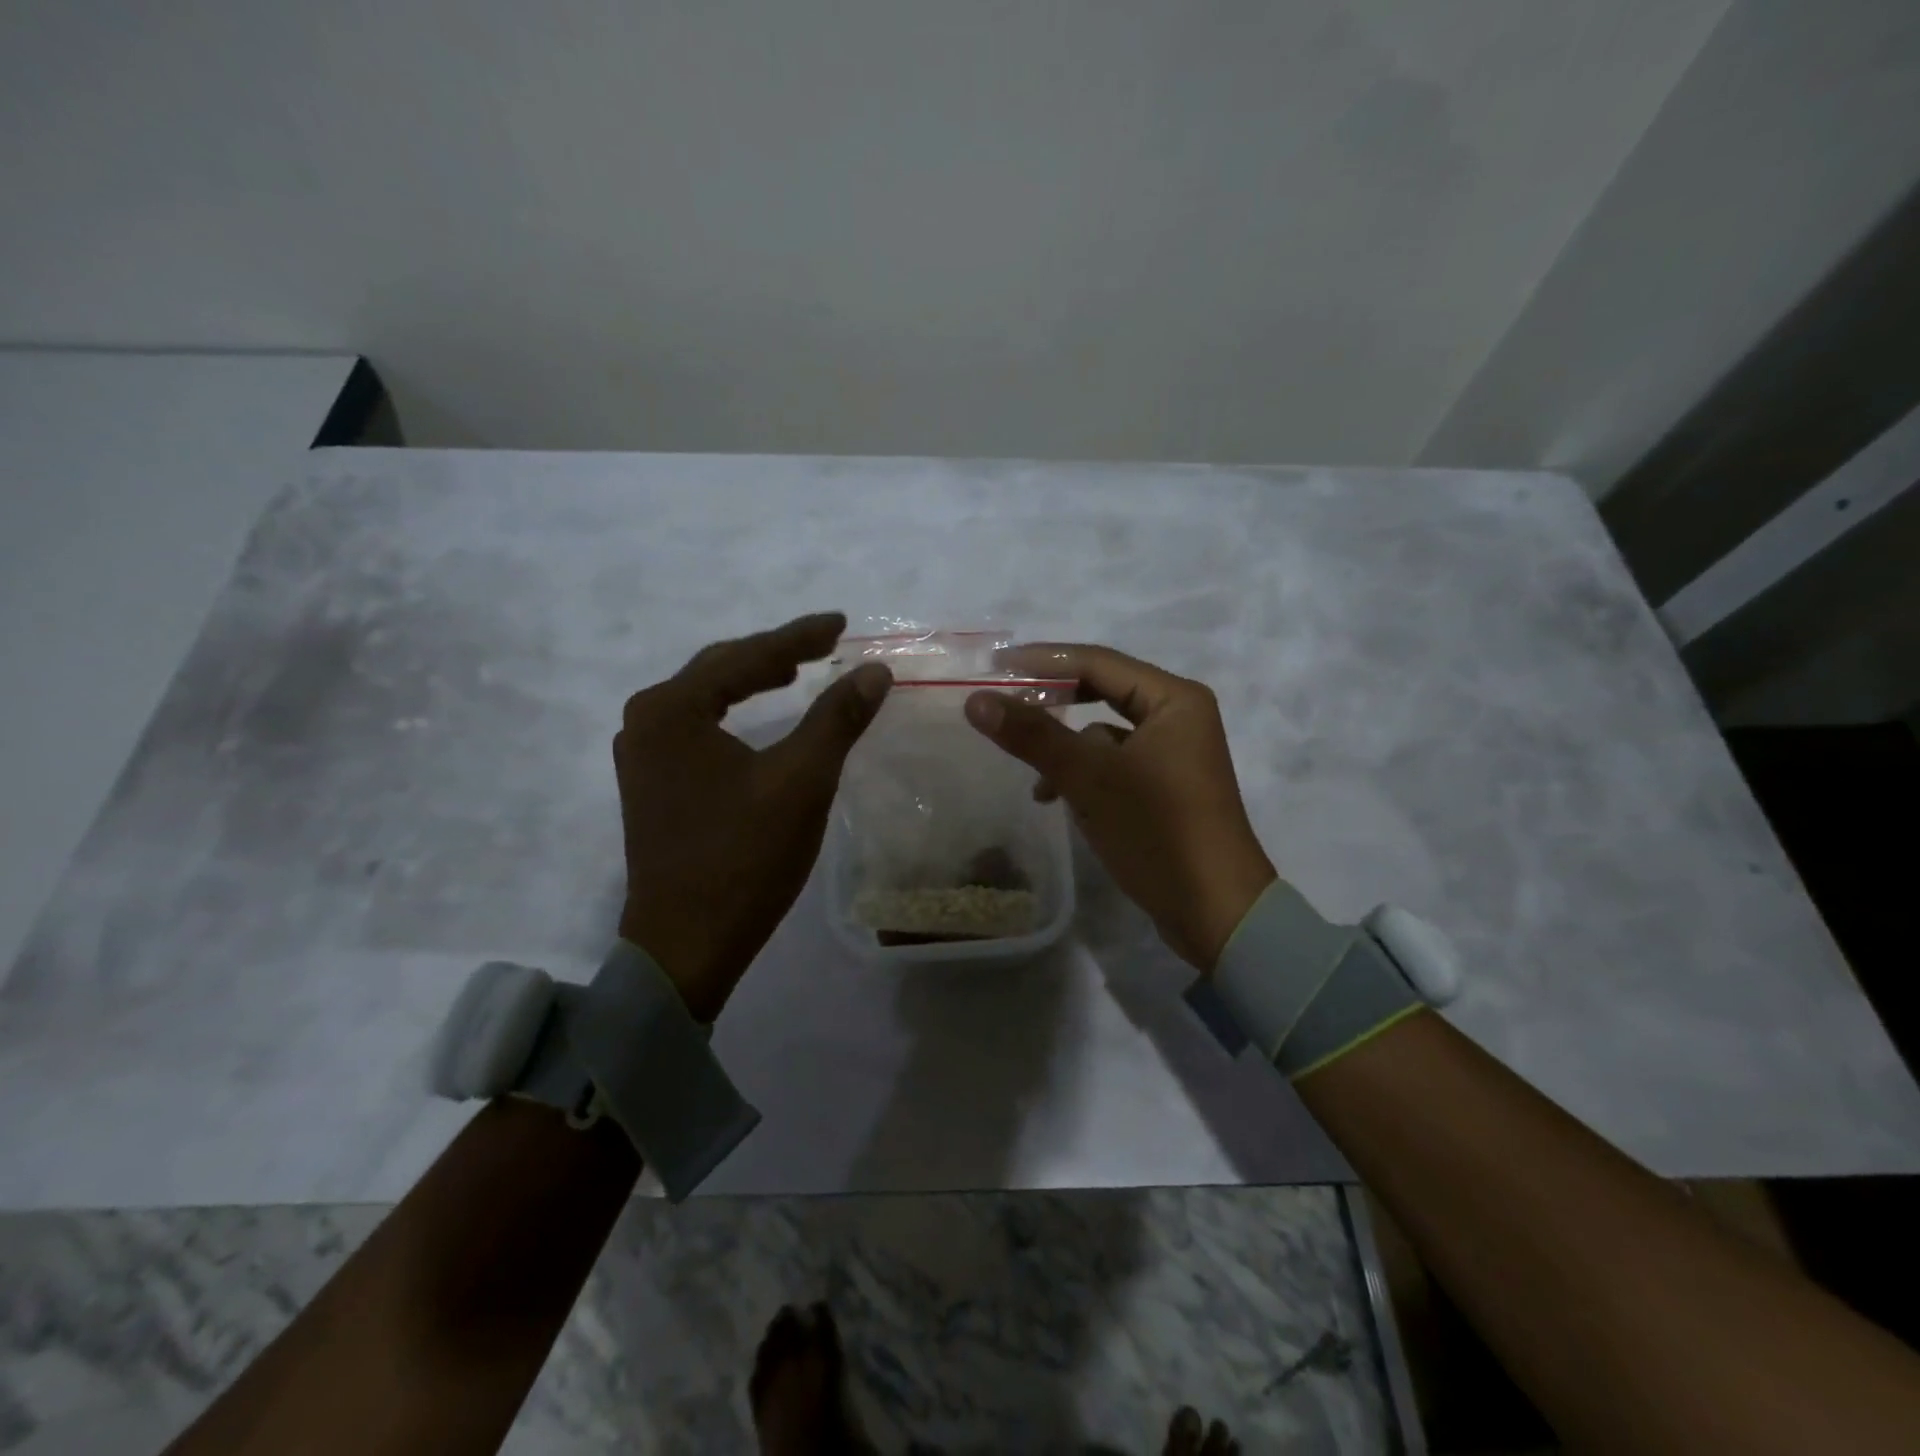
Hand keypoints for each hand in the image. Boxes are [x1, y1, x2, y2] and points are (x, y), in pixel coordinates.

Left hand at [615, 613, 891, 1020]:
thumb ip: (837, 718)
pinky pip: (699, 728)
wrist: (685, 945)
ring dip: (752, 682)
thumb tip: (874, 670)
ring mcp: (643, 756)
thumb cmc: (743, 859)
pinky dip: (735, 714)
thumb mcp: (801, 781)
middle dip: (774, 654)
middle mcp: (646, 721)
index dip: (798, 636)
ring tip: (796, 671)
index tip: (841, 622)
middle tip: (825, 642)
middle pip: (719, 671)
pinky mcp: (653, 785)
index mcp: (672, 710)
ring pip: (707, 700)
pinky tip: (761, 720)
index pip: (746, 657)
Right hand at [963, 645, 1275, 970]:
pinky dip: (1085, 774)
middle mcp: (1179, 716)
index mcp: (1174, 699)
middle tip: (1004, 700)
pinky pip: (1114, 764)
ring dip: (1067, 748)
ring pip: (1105, 733)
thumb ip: (1033, 735)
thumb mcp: (1089, 779)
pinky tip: (1059, 799)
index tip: (995, 665)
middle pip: (1102, 692)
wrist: (1216, 913)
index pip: (1098, 662)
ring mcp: (1174, 754)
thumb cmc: (1158, 832)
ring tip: (1032, 774)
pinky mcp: (1166, 788)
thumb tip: (976, 700)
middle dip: (1054, 702)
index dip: (1043, 661)